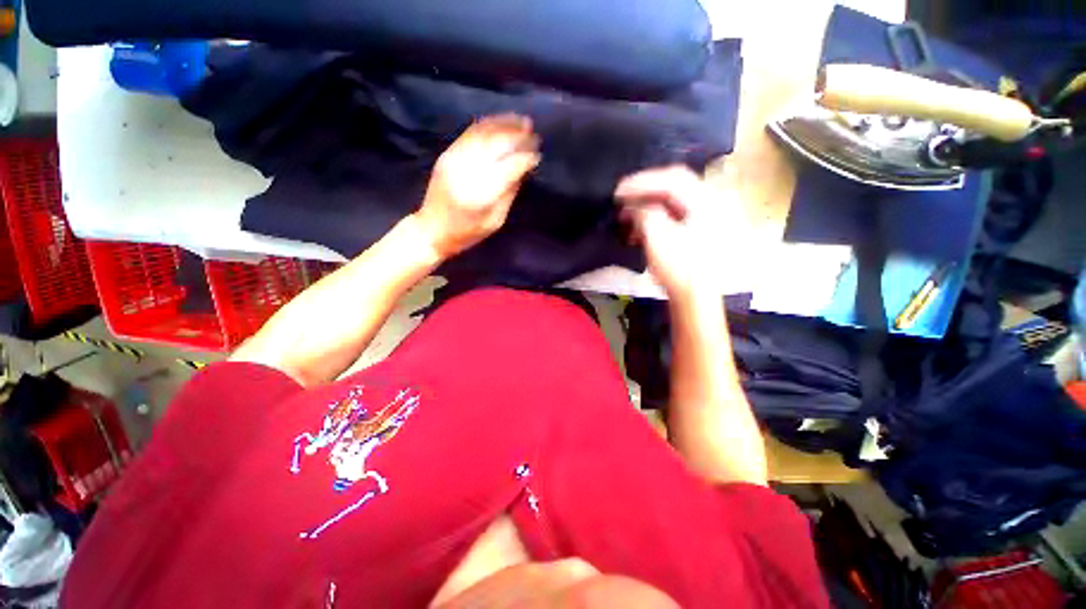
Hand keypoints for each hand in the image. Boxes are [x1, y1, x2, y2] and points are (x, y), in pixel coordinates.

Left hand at [414, 114, 539, 258]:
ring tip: (521, 121)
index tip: (538, 155)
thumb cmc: (467, 232)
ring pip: (483, 133)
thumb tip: (523, 169)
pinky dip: (488, 124)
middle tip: (534, 135)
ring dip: (504, 124)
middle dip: (518, 137)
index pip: (509, 167)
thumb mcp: (495, 221)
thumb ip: (509, 193)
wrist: (432, 229)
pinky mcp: (447, 154)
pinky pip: (470, 133)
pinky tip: (501, 122)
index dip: (526, 158)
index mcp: (480, 194)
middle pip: (497, 145)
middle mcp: (466, 171)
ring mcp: (453, 159)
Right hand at [615, 166, 714, 299]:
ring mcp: (705, 217)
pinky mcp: (697, 231)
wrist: (695, 297)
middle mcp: (709, 203)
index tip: (618, 191)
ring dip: (647, 207)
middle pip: (673, 185)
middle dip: (644, 191)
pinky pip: (673, 215)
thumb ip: (644, 212)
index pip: (671, 179)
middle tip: (622, 198)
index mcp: (704, 201)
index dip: (642, 181)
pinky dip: (654, 218)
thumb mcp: (657, 236)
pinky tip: (638, 230)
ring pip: (672, 201)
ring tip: (626, 218)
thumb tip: (633, 205)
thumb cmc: (679, 267)